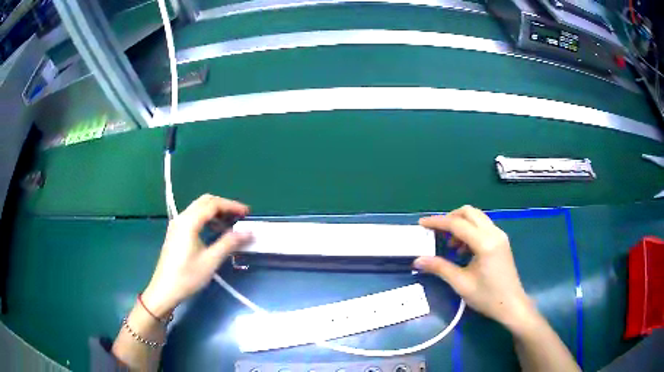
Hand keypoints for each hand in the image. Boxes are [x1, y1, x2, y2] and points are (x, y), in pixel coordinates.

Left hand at [142, 194, 251, 316]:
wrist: (165, 289)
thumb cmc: (187, 276)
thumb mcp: (211, 260)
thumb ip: (229, 243)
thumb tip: (248, 232)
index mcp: (189, 222)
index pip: (213, 204)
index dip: (232, 206)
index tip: (247, 213)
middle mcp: (182, 218)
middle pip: (205, 201)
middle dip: (224, 206)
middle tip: (239, 217)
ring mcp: (177, 224)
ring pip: (198, 208)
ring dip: (215, 212)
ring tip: (230, 225)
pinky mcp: (176, 232)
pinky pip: (193, 217)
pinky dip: (207, 219)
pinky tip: (214, 232)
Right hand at [413, 206, 535, 330]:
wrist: (511, 305)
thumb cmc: (487, 297)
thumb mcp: (461, 283)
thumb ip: (440, 267)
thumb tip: (418, 260)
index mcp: (485, 243)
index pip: (457, 224)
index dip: (437, 222)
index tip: (422, 224)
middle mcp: (494, 233)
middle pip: (469, 212)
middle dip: (450, 218)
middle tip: (437, 232)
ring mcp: (500, 235)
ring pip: (477, 217)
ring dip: (461, 224)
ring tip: (451, 245)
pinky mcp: (501, 241)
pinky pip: (483, 226)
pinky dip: (470, 230)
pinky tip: (464, 249)